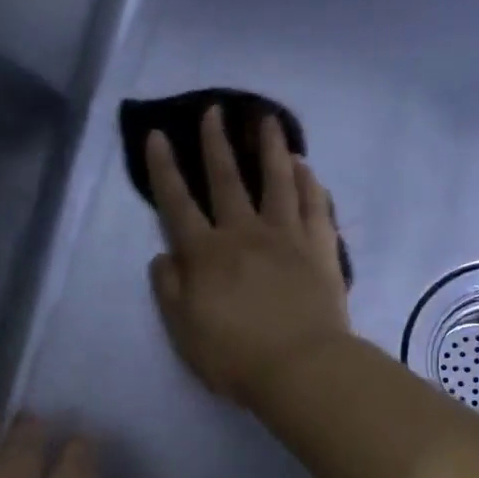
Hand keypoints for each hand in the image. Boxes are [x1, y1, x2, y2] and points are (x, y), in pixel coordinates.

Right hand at [147, 106, 353, 404]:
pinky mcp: (320, 247)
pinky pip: (314, 205)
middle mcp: (244, 234)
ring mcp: (286, 236)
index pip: (177, 203)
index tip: (158, 136)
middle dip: (216, 143)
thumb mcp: (184, 331)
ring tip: (268, 120)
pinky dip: (309, 183)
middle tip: (214, 110)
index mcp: (205, 255)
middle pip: (227, 180)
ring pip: (277, 181)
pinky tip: (306, 167)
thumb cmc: (235, 356)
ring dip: (270, 147)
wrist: (300, 367)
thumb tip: (163, 256)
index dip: (164, 169)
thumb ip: (169, 290)